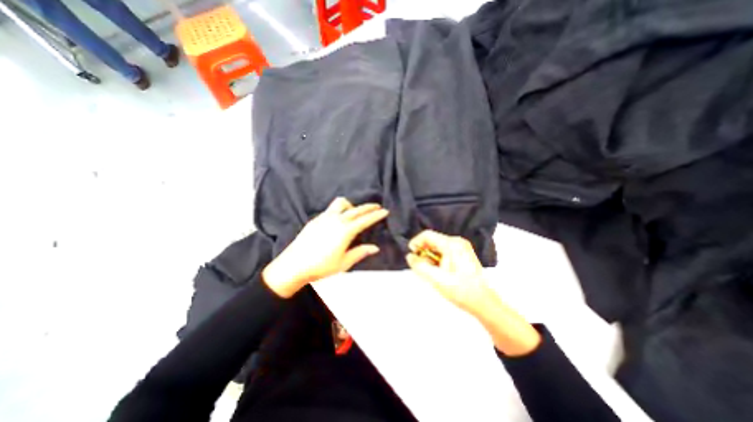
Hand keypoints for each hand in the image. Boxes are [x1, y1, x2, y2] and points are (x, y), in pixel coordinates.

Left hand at [262, 199, 387, 298]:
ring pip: (341, 203)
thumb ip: (360, 252)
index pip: (365, 220)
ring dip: (351, 205)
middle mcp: (336, 220)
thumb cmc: (321, 266)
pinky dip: (340, 209)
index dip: (376, 215)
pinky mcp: (316, 219)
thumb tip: (375, 248)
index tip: (385, 211)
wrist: (294, 265)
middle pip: (356, 209)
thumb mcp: (344, 263)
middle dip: (368, 207)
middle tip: (377, 206)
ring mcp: (325, 217)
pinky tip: (339, 218)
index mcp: (345, 231)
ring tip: (355, 211)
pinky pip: (331, 209)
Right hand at [406, 231, 494, 316]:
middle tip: (421, 267)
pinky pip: (444, 251)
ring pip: (438, 246)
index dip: (416, 243)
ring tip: (431, 272)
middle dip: (423, 252)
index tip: (411, 254)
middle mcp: (457, 242)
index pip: (427, 235)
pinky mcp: (463, 253)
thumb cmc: (461, 291)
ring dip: (430, 257)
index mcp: (452, 244)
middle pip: (433, 240)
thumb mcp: (436, 279)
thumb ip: (420, 266)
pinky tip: (439, 271)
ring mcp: (462, 247)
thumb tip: (409, 256)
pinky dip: (437, 259)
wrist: (483, 303)